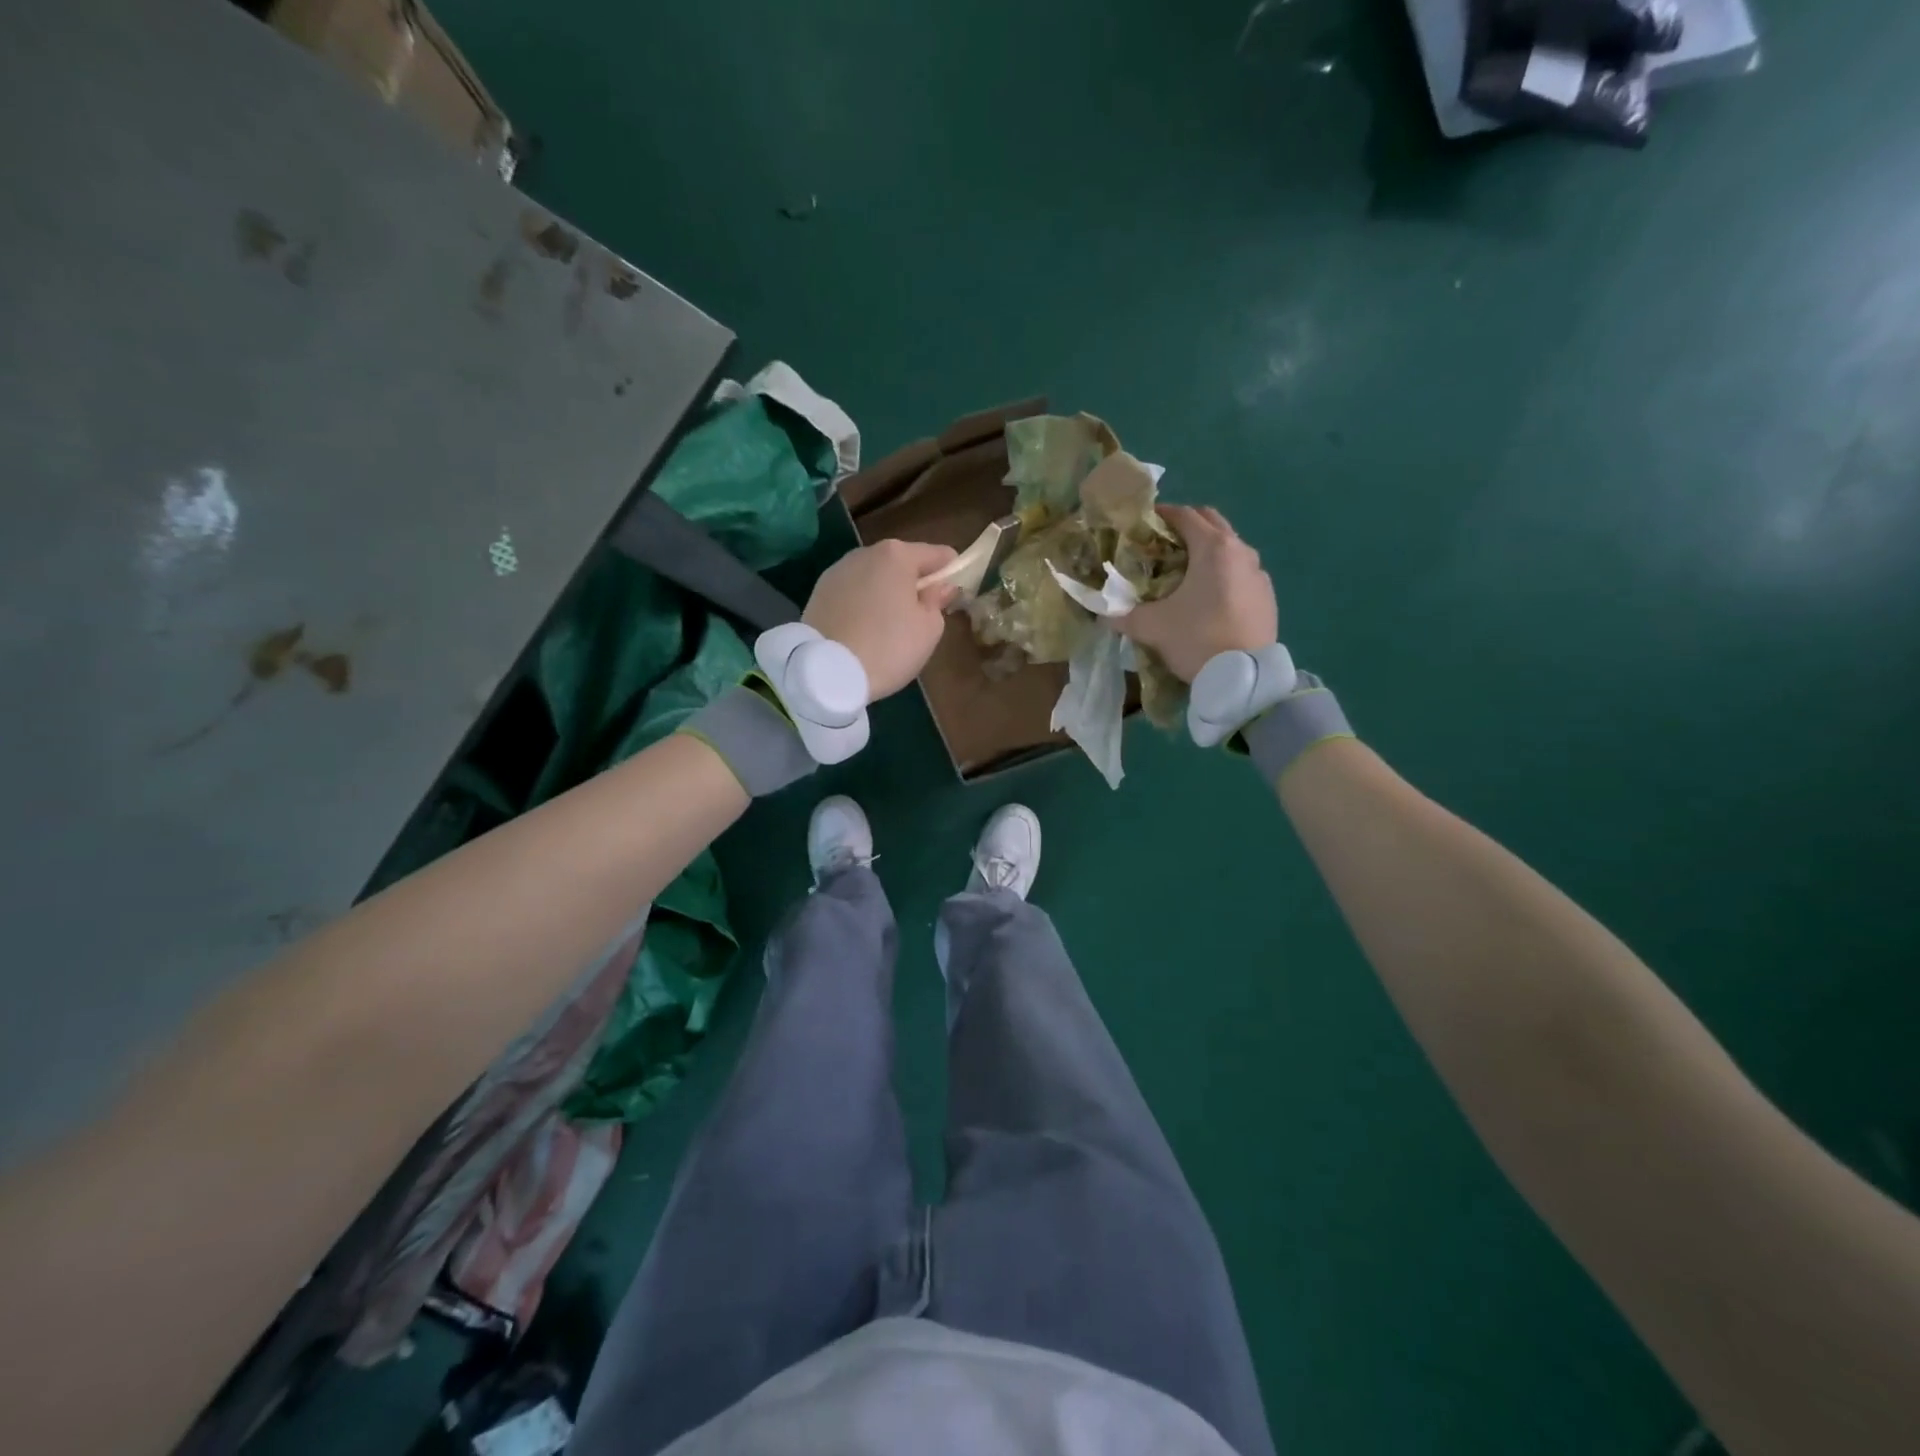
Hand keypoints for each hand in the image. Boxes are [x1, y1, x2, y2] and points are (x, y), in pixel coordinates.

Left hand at [803, 539, 959, 698]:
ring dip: (886, 592)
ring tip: (889, 626)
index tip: (953, 597)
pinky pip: (853, 592)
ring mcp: (838, 570)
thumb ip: (937, 601)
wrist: (825, 672)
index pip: (938, 555)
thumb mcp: (928, 629)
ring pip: (874, 576)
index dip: (951, 573)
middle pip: (902, 563)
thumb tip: (939, 587)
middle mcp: (865, 553)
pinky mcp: (819, 591)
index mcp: (898, 555)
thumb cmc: (888, 647)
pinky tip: (864, 629)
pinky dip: (863, 603)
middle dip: (915, 583)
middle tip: (921, 616)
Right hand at [1118, 505, 1276, 682]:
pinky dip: (1223, 574)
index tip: (1142, 525)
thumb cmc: (1197, 639)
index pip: (1184, 515)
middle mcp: (1241, 551)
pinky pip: (1242, 573)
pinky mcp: (1267, 596)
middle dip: (1186, 527)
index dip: (1161, 515)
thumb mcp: (1152, 627)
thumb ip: (1124, 616)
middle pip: (1211, 522)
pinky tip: (1209, 597)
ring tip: (1184, 572)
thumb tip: (1103, 614)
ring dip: (1207, 550)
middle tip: (1162, 545)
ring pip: (1229, 548)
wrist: (1244, 678)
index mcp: (1213, 548)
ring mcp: (1259, 573)